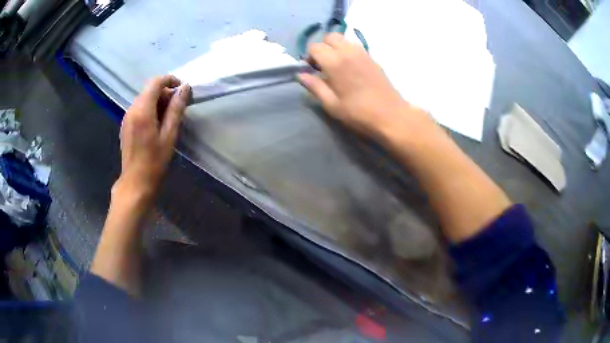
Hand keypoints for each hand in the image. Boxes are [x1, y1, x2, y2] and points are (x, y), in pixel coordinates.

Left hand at [115, 75, 190, 201]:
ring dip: (158, 102)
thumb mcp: (169, 134)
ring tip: (169, 118)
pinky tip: (157, 125)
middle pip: (150, 90)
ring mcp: (127, 117)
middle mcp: (132, 109)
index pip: (156, 82)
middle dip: (166, 93)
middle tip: (179, 107)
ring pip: (145, 99)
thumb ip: (176, 108)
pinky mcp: (126, 124)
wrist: (135, 182)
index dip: (170, 80)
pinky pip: (139, 109)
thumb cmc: (154, 161)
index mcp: (142, 110)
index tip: (182, 89)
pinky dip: (151, 109)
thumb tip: (185, 88)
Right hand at [298, 33, 432, 141]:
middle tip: (323, 65)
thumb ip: (314, 86)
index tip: (311, 70)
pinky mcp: (372, 58)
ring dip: (335, 48)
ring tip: (336, 66)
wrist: (391, 115)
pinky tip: (349, 68)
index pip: (315, 47)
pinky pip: (354, 46)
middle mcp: (348, 52)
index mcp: (335, 62)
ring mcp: (362, 53)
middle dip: (322, 47)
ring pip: (343, 39)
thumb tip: (300, 75)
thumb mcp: (332, 104)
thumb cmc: (359, 113)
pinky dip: (347, 51)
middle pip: (330, 37)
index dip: (309, 57)